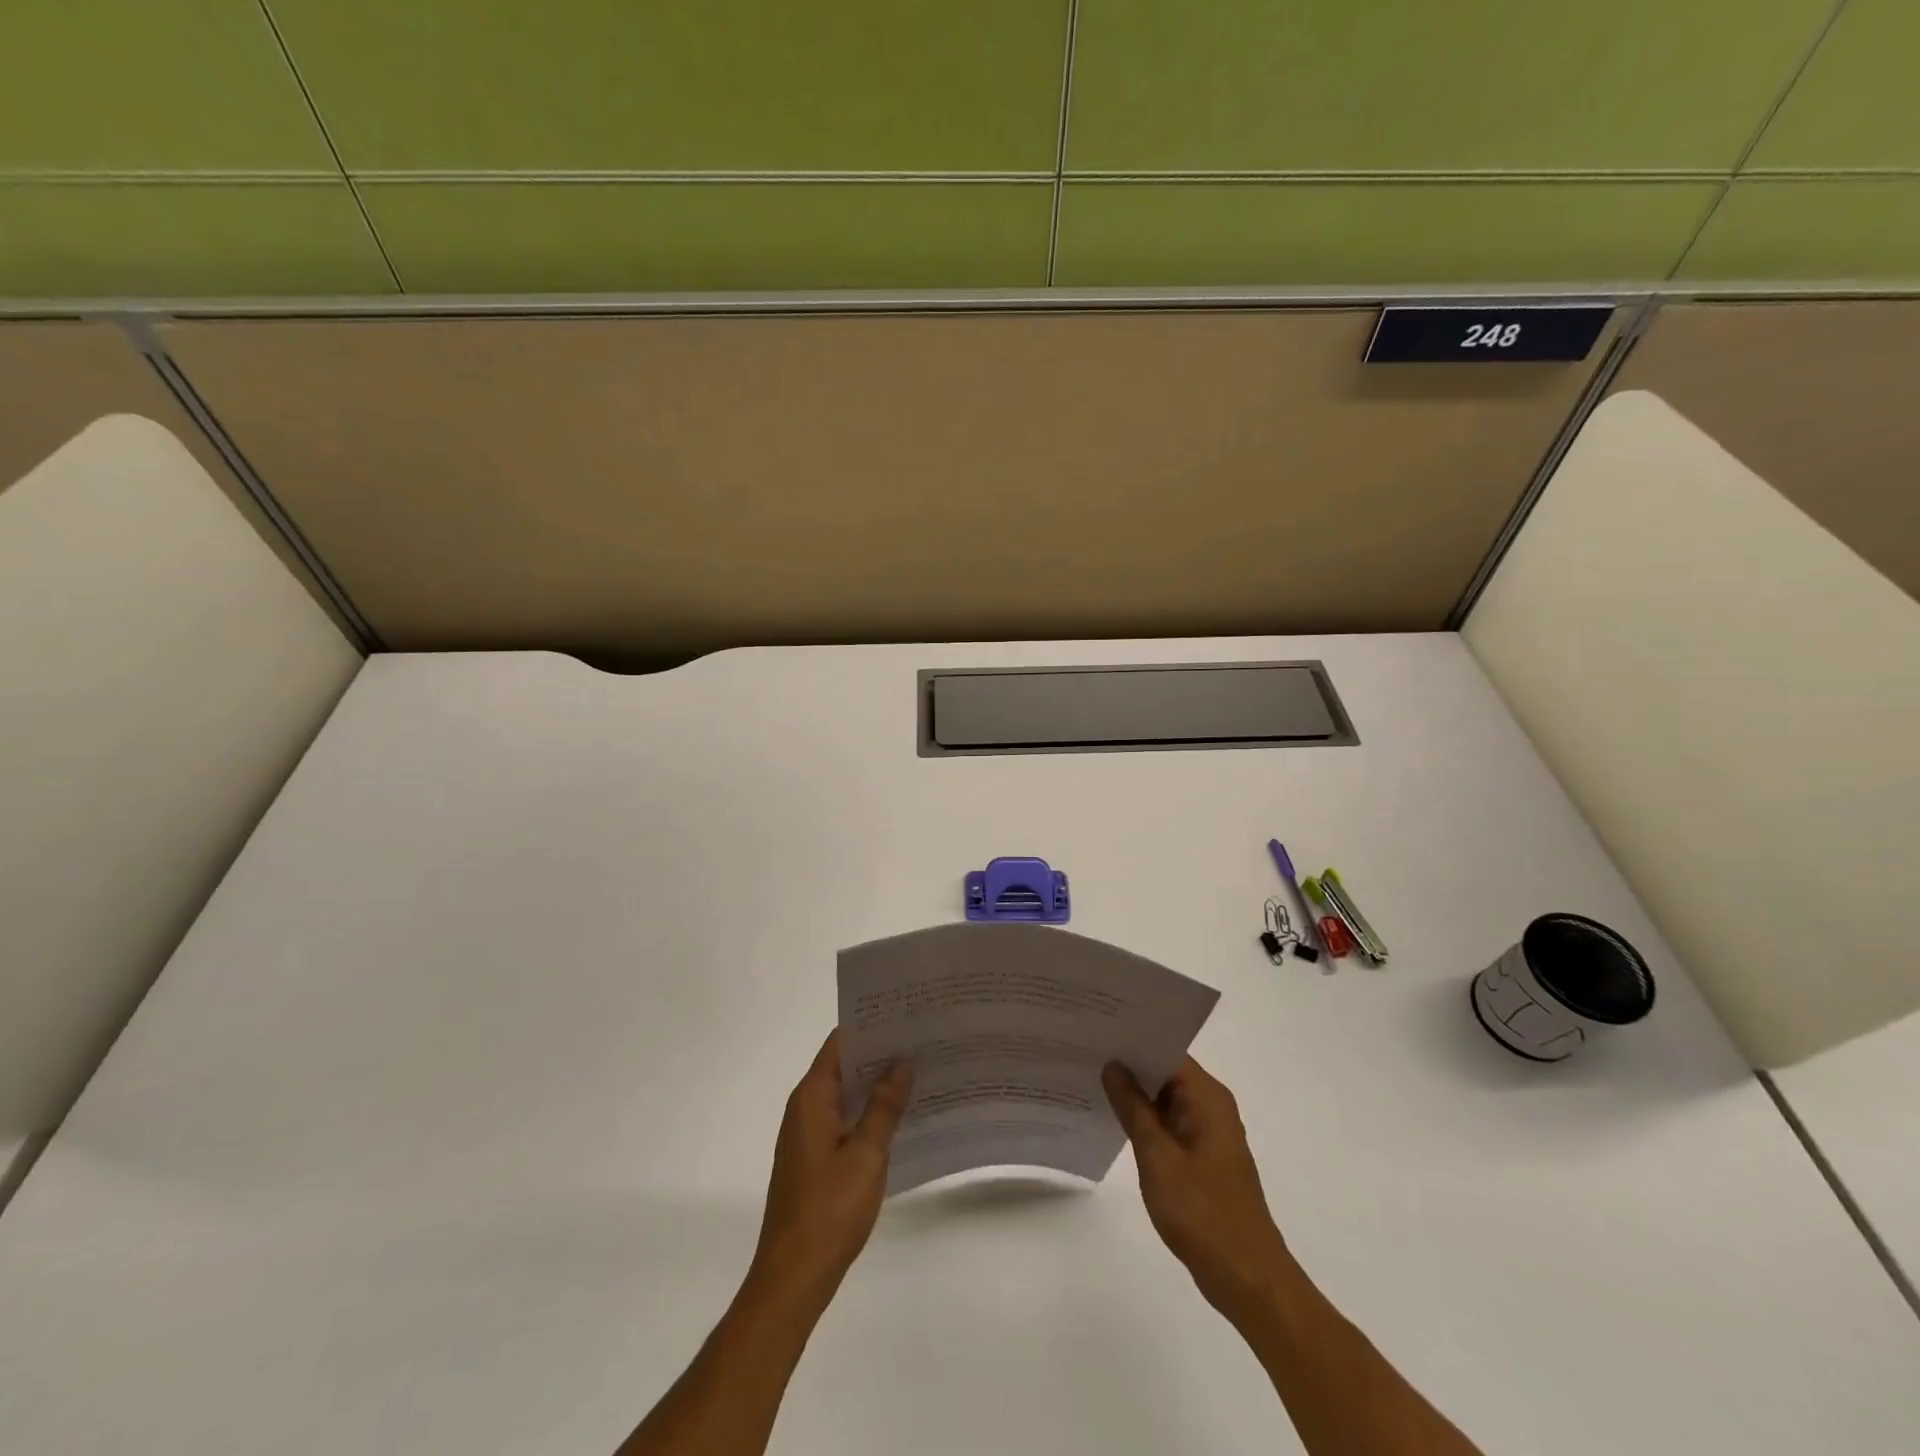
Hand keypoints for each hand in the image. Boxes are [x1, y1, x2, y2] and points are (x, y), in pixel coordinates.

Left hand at [751, 1031, 912, 1309]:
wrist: (793, 1277)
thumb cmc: (829, 1210)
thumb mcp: (866, 1155)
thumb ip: (884, 1107)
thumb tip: (902, 1062)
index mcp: (812, 1097)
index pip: (840, 1043)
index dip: (871, 1026)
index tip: (905, 1015)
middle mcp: (805, 1107)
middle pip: (844, 1065)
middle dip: (879, 1052)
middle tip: (922, 1039)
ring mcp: (808, 1133)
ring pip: (846, 1093)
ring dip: (876, 1083)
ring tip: (919, 1070)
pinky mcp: (814, 1156)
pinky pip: (844, 1118)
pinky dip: (868, 1110)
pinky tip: (900, 1115)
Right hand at [1103, 1055, 1292, 1322]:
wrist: (1247, 1278)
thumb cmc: (1202, 1212)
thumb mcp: (1158, 1156)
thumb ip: (1133, 1107)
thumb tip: (1113, 1065)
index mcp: (1207, 1097)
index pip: (1166, 1050)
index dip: (1132, 1040)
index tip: (1096, 1031)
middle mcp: (1211, 1106)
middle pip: (1165, 1071)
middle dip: (1128, 1064)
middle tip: (1083, 1052)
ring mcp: (1208, 1132)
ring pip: (1165, 1098)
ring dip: (1134, 1094)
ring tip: (1089, 1079)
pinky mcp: (1203, 1157)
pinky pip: (1169, 1123)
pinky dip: (1145, 1120)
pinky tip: (1112, 1120)